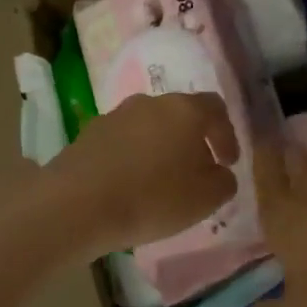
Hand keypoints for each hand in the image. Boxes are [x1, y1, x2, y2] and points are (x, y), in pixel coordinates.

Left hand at [47, 92, 240, 257]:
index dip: (226, 135)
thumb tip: (220, 172)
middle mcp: (150, 103)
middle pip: (179, 115)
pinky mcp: (89, 134)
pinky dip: (133, 158)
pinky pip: (122, 142)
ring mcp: (115, 115)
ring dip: (160, 148)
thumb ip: (224, 181)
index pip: (215, 108)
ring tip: (161, 181)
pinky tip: (130, 185)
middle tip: (196, 171)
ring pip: (149, 127)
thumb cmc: (153, 198)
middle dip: (192, 141)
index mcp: (184, 110)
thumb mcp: (206, 198)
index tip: (228, 163)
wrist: (78, 204)